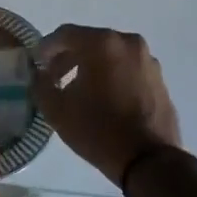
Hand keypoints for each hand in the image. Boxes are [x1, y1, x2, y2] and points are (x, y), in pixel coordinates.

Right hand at [30, 25, 184, 185]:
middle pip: (90, 42)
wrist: (150, 161)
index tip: (37, 65)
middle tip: (55, 79)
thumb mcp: (57, 110)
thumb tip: (40, 75)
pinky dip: (113, 76)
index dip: (46, 48)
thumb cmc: (98, 130)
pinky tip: (105, 99)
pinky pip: (128, 68)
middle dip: (69, 58)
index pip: (65, 34)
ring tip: (80, 91)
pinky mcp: (159, 78)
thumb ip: (40, 85)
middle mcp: (128, 43)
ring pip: (111, 55)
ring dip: (92, 67)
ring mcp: (148, 60)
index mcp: (102, 43)